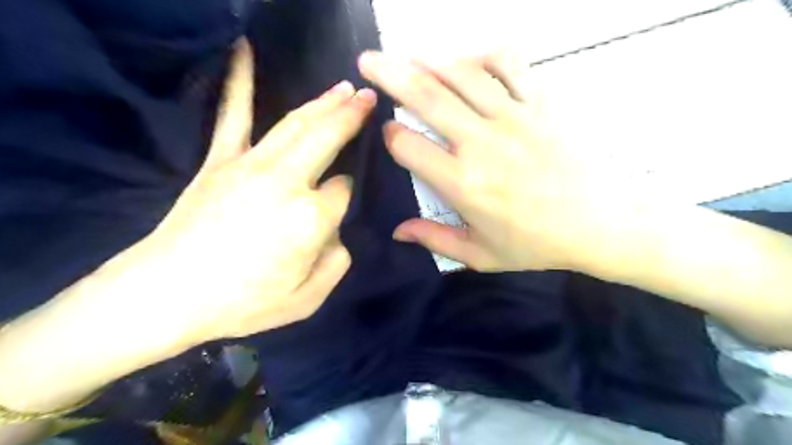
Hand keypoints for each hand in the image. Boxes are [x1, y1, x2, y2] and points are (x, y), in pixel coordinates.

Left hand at [108, 41, 376, 345]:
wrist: (166, 295)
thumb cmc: (243, 304)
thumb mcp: (307, 300)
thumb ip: (337, 263)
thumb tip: (337, 232)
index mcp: (311, 218)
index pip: (344, 190)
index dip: (348, 193)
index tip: (342, 201)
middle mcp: (286, 181)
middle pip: (327, 137)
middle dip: (352, 115)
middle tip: (370, 98)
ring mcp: (250, 166)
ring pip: (296, 123)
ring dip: (324, 102)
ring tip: (345, 88)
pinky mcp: (220, 161)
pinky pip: (233, 116)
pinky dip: (239, 82)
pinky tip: (243, 51)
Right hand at [360, 52, 635, 274]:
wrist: (602, 224)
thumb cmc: (537, 244)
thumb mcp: (480, 255)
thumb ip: (435, 240)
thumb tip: (397, 230)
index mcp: (462, 184)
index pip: (408, 146)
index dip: (390, 136)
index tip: (389, 134)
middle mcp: (481, 143)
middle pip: (425, 97)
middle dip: (389, 75)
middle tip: (368, 61)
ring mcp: (513, 117)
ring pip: (461, 74)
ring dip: (429, 60)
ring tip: (409, 56)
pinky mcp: (542, 103)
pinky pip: (509, 64)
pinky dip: (484, 55)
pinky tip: (469, 59)